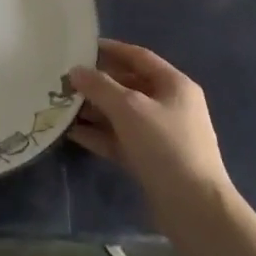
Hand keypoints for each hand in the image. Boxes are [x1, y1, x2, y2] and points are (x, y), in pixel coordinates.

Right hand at [68, 39, 233, 240]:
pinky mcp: (150, 160)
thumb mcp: (129, 108)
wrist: (194, 208)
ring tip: (61, 105)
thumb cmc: (165, 145)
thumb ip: (99, 86)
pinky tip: (71, 132)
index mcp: (174, 85)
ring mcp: (160, 135)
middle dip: (97, 83)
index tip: (81, 47)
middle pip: (128, 85)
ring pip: (121, 114)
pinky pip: (119, 139)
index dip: (111, 49)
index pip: (139, 57)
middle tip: (64, 80)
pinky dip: (98, 134)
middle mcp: (169, 105)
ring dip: (93, 110)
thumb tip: (75, 71)